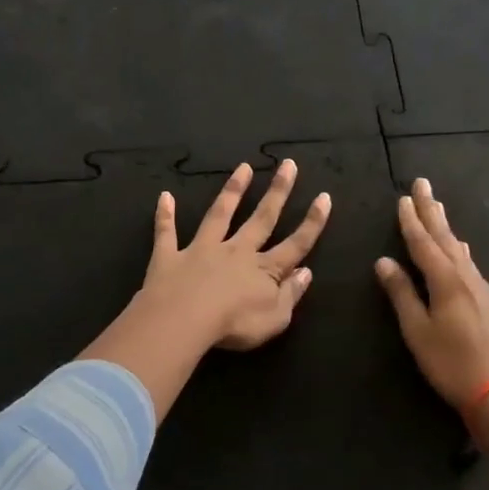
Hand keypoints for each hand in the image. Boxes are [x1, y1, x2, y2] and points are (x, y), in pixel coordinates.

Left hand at [141, 159, 331, 349]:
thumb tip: (306, 271)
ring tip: (243, 168)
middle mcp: (236, 251)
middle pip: (261, 218)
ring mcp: (202, 250)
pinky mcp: (170, 257)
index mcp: (264, 269)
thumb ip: (292, 294)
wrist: (183, 321)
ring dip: (232, 191)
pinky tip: (164, 197)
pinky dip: (165, 215)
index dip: (312, 222)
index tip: (324, 197)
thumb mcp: (275, 318)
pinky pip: (167, 233)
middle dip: (278, 192)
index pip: (295, 244)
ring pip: (220, 215)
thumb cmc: (235, 325)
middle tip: (288, 165)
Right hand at [375, 178, 488, 408]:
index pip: (423, 243)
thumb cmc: (450, 362)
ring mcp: (482, 287)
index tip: (403, 198)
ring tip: (438, 207)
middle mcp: (466, 276)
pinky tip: (462, 249)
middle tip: (423, 184)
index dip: (411, 221)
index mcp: (445, 280)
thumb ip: (401, 293)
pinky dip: (459, 248)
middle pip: (445, 237)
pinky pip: (470, 263)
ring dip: (446, 226)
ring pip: (460, 248)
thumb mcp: (417, 330)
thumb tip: (383, 261)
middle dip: (431, 210)